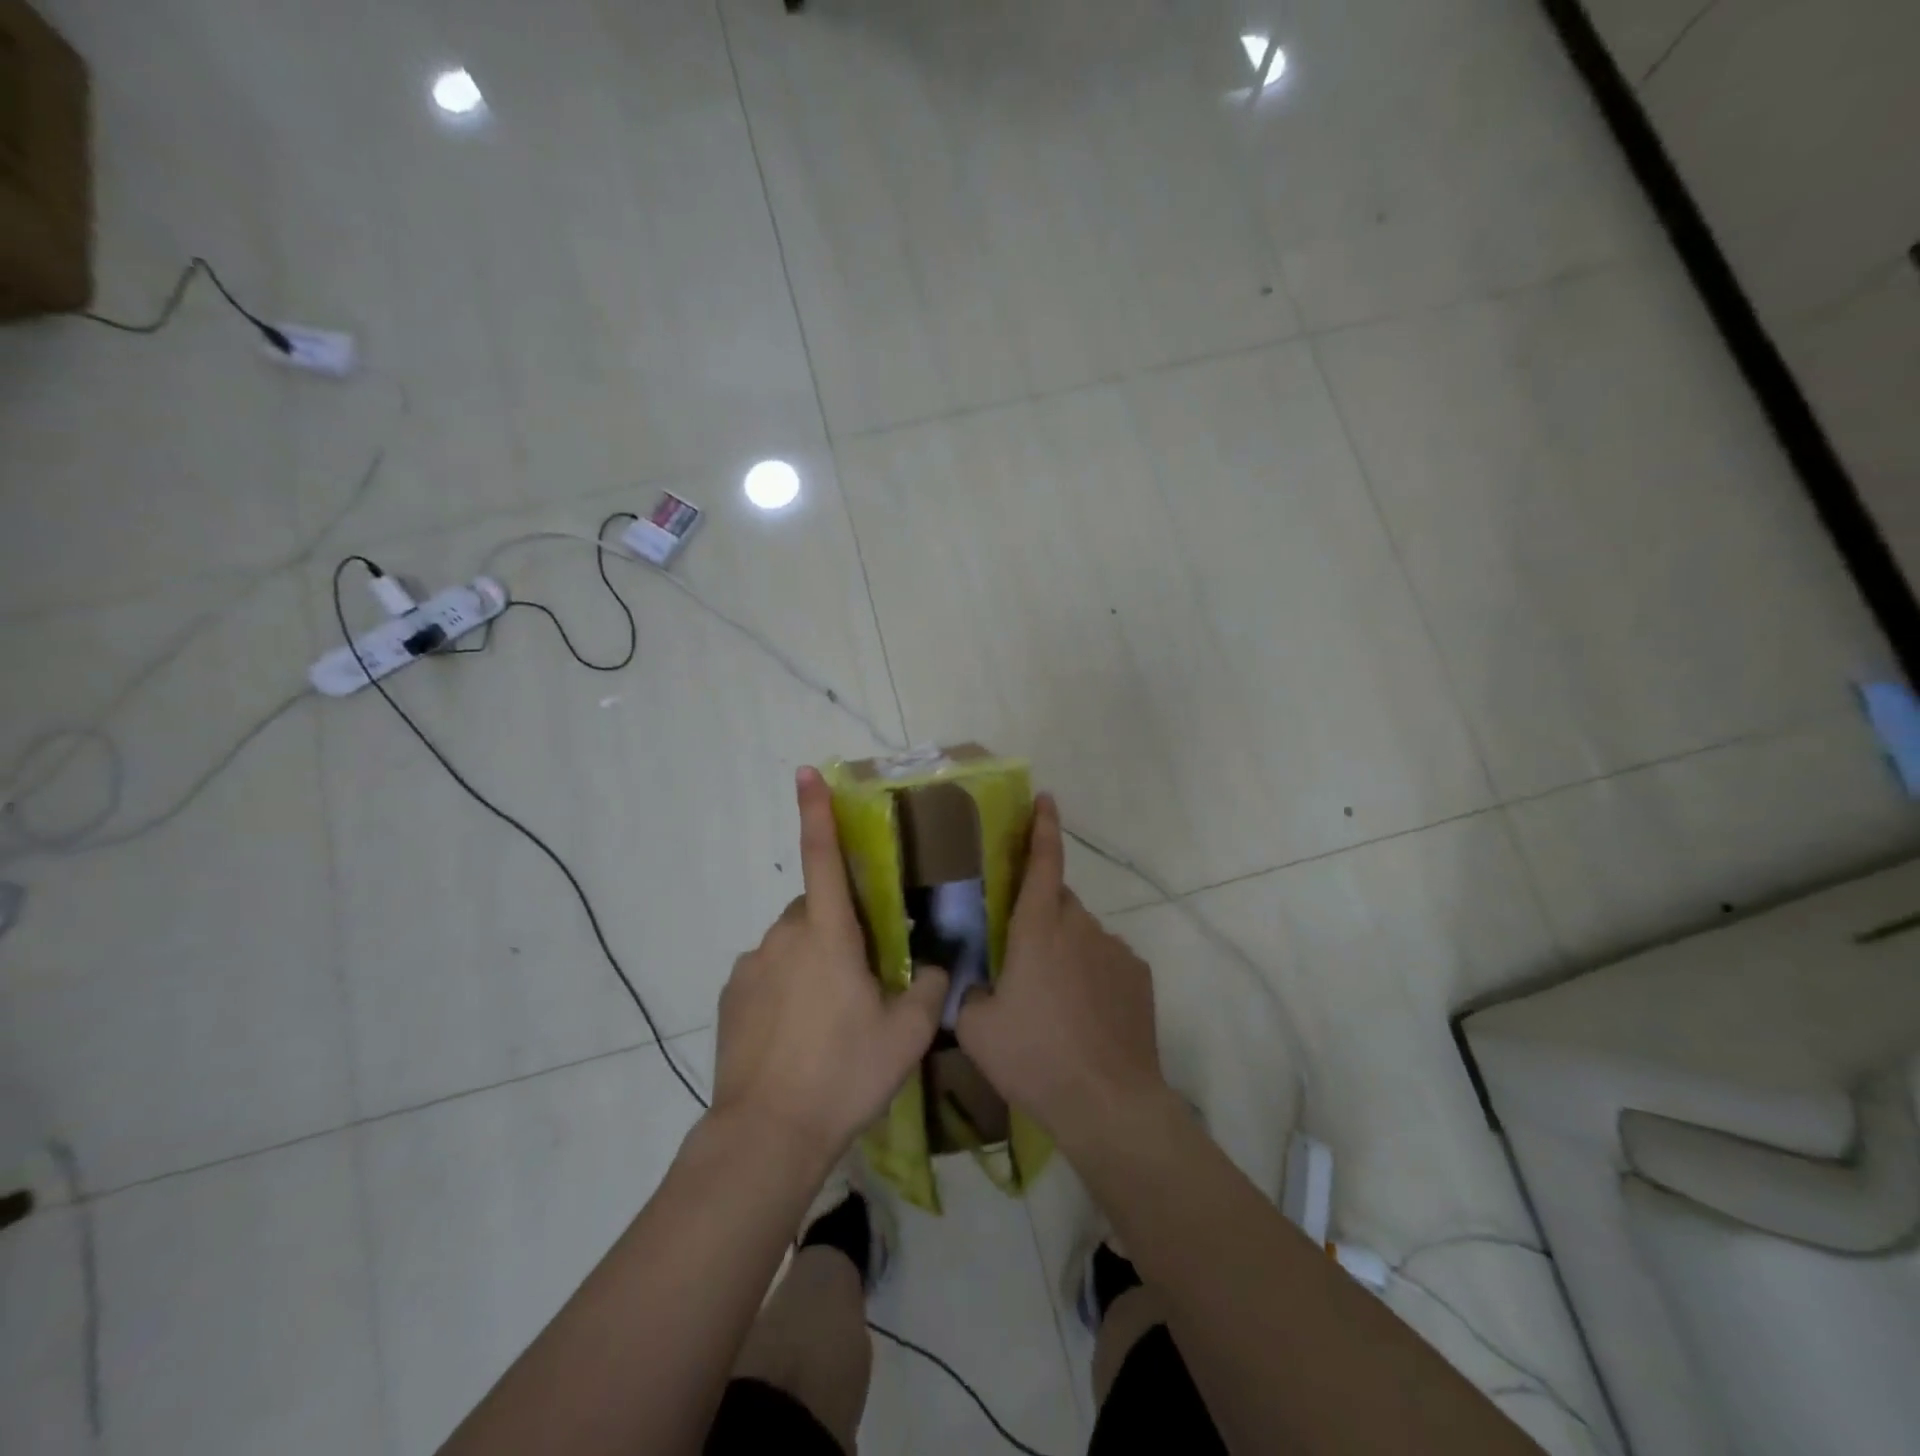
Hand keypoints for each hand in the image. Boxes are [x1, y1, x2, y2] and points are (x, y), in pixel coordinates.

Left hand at [711, 767, 948, 1165]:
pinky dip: (786, 987)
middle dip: (839, 926)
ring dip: (813, 960)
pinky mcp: (732, 996)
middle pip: (816, 909)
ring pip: (792, 943)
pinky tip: (798, 1035)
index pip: (823, 857)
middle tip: (863, 977)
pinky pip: (768, 973)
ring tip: (830, 1018)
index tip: (805, 773)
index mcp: (828, 934)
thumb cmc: (844, 1073)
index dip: (817, 811)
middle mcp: (784, 937)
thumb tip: (936, 965)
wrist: (767, 1135)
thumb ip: (929, 987)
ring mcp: (752, 966)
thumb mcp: (907, 1033)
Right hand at [956, 793, 1167, 1147]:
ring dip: (1065, 948)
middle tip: (1022, 955)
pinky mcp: (1139, 976)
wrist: (1108, 1103)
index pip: (1042, 861)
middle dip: (1039, 913)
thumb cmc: (1035, 1057)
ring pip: (1082, 932)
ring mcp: (1116, 950)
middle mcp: (1080, 926)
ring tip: (1054, 999)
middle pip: (1057, 900)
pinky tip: (1085, 1014)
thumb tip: (976, 981)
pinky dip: (1092, 972)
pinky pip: (1107, 959)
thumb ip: (968, 990)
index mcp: (1038, 928)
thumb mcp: (976, 1027)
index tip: (1044, 799)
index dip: (1042, 826)